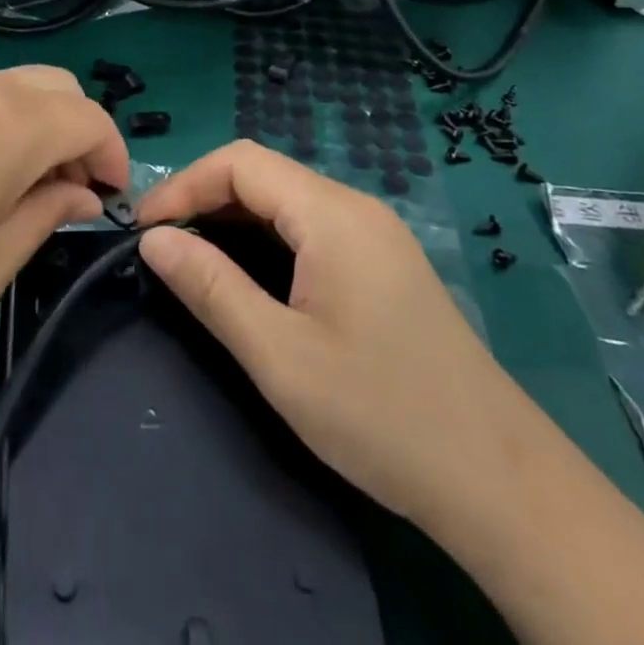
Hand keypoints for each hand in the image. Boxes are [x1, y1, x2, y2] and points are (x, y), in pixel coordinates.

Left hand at [0, 66, 127, 370]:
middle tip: (72, 193)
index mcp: (12, 126)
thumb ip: (47, 217)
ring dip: (47, 126)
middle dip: (83, 135)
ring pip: (26, 86)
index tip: (109, 200)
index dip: (113, 156)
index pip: (91, 119)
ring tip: (30, 188)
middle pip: (63, 90)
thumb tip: (83, 194)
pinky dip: (12, 120)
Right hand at [135, 141, 523, 525]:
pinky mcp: (383, 262)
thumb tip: (153, 239)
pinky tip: (251, 278)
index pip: (240, 162)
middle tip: (162, 248)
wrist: (499, 482)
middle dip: (204, 199)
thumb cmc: (381, 415)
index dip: (184, 185)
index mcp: (332, 214)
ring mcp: (375, 233)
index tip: (144, 229)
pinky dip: (267, 238)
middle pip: (263, 174)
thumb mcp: (280, 356)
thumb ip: (211, 287)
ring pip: (286, 200)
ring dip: (234, 219)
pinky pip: (310, 226)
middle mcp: (355, 207)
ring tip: (195, 262)